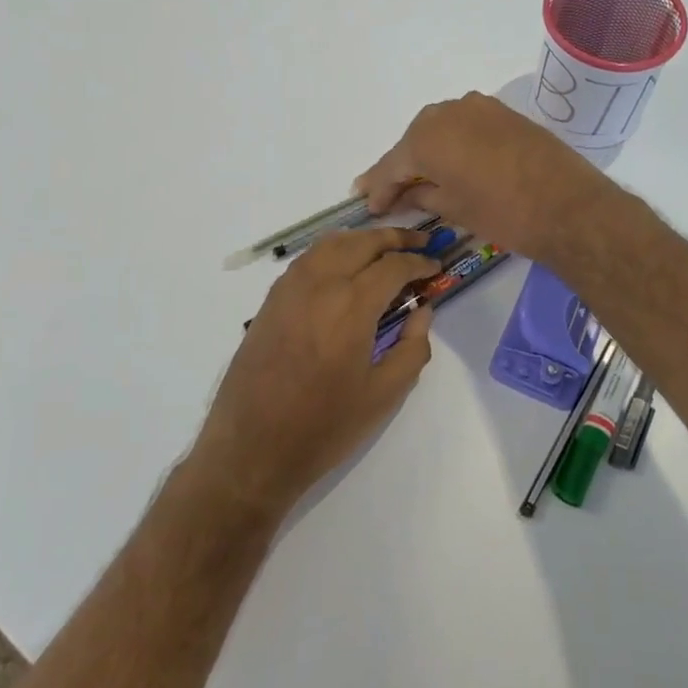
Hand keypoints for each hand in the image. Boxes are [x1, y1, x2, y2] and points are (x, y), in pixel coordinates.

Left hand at [190, 227, 438, 516]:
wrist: (251, 449)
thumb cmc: (324, 427)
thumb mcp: (383, 395)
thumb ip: (412, 348)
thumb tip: (422, 312)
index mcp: (351, 305)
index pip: (394, 266)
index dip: (420, 263)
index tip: (436, 268)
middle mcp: (320, 284)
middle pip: (362, 242)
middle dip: (395, 238)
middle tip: (419, 243)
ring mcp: (290, 288)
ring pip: (331, 243)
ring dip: (362, 240)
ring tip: (384, 249)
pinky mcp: (271, 300)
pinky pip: (307, 259)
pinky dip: (333, 251)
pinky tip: (344, 267)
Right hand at [354, 93, 615, 261]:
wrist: (569, 206)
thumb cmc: (503, 213)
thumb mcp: (454, 209)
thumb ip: (422, 195)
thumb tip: (406, 193)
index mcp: (427, 136)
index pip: (393, 164)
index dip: (379, 187)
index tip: (369, 205)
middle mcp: (448, 111)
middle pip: (414, 141)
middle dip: (402, 166)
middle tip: (388, 192)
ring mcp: (480, 107)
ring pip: (441, 129)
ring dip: (428, 151)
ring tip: (420, 178)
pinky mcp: (505, 113)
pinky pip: (466, 126)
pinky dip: (455, 143)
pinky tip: (453, 162)